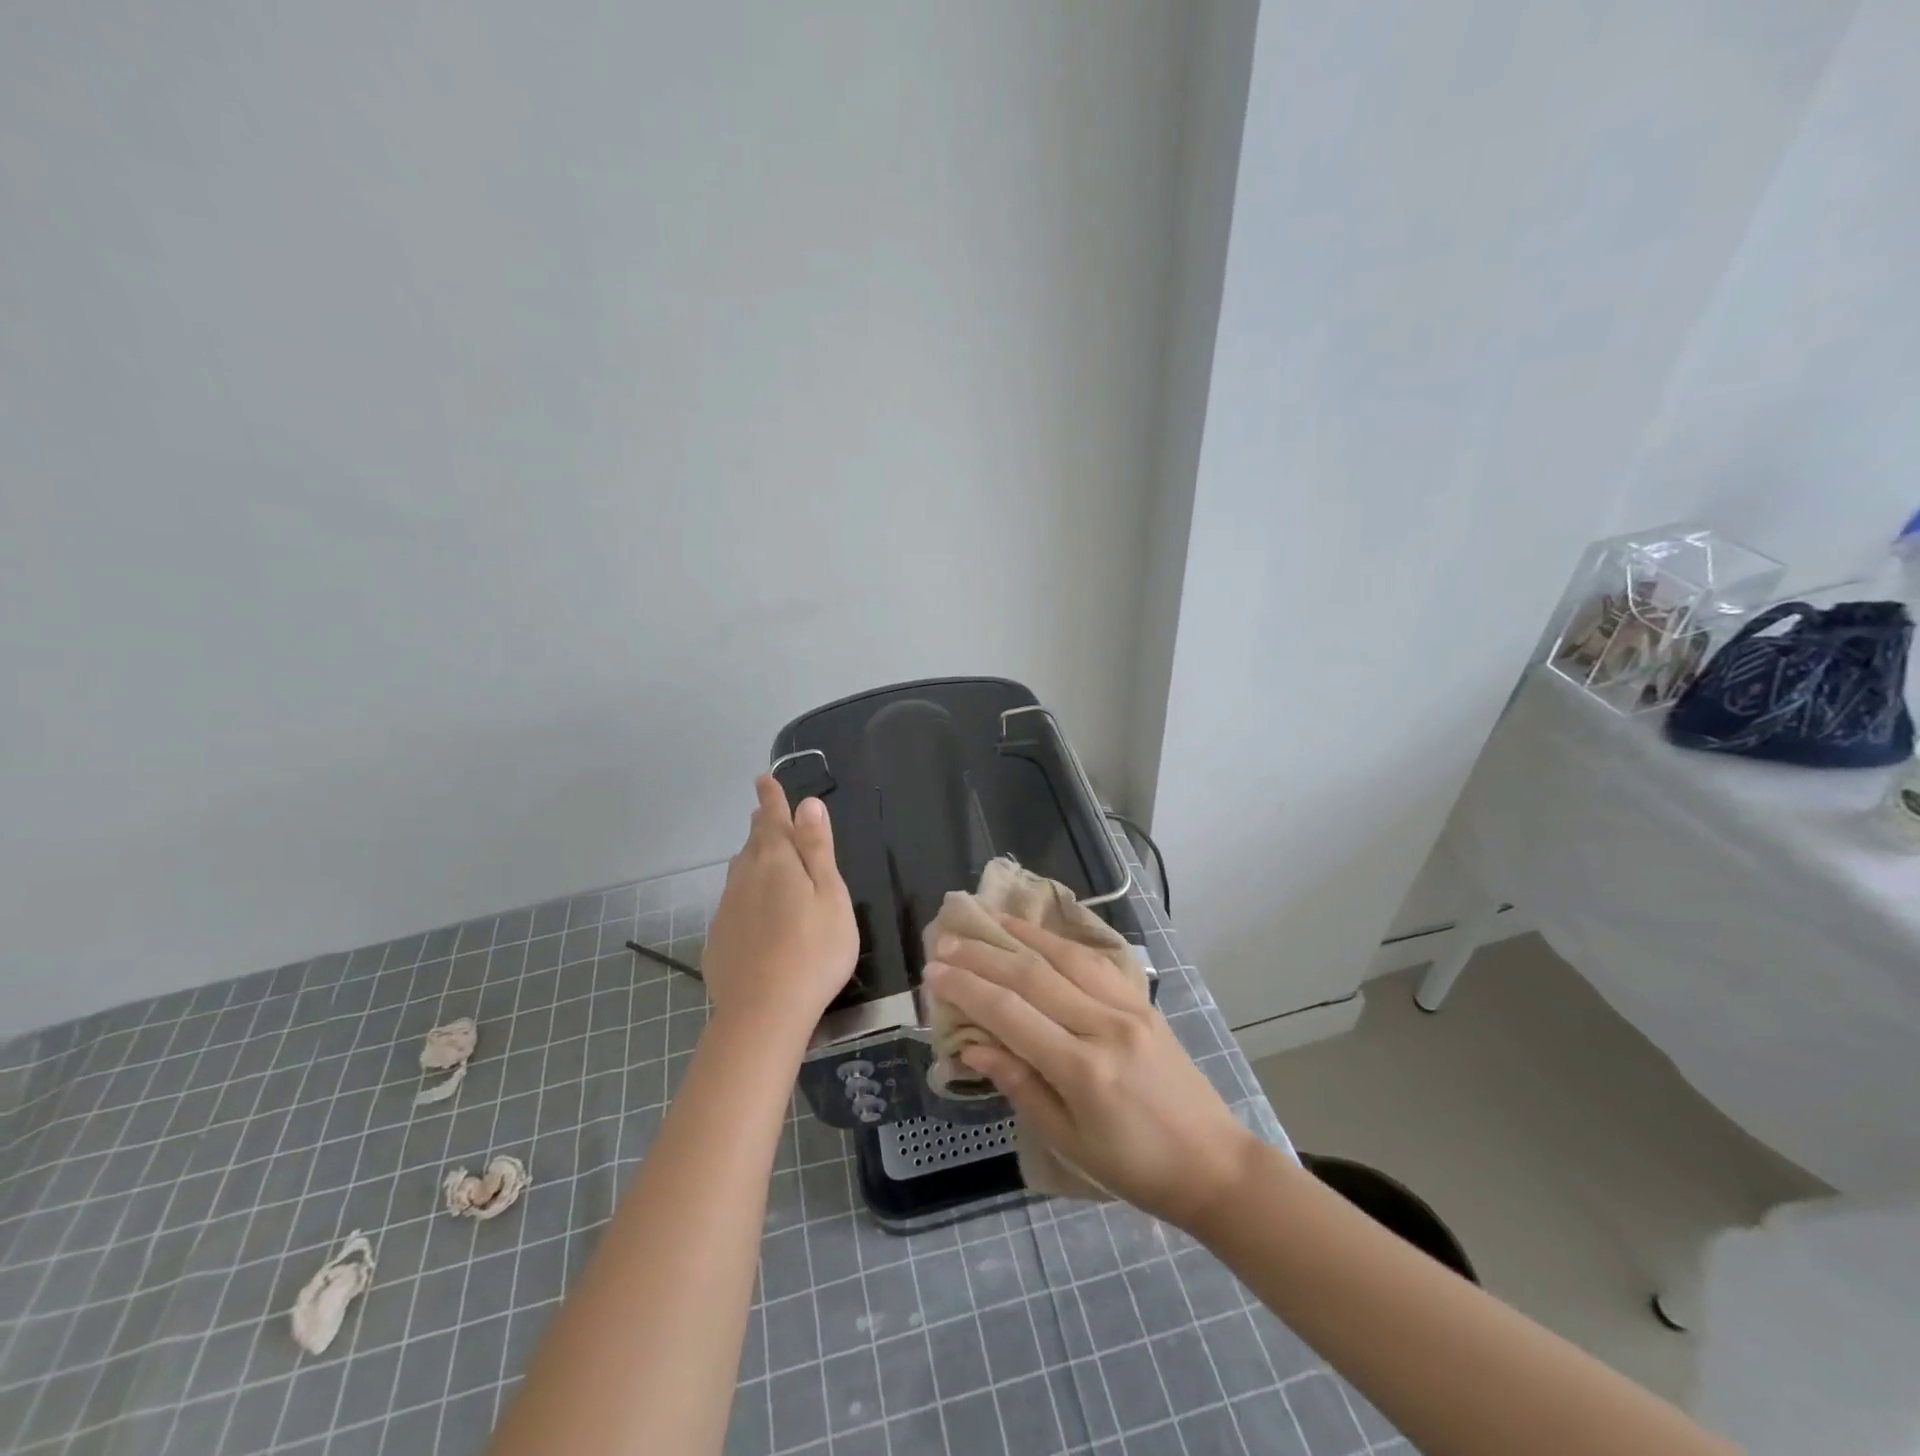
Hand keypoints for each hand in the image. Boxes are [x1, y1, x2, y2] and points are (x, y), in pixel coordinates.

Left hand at [701, 775, 856, 1045]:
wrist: (763, 1012)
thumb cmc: (814, 951)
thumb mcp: (830, 896)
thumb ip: (817, 849)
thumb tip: (808, 804)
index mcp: (776, 862)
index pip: (772, 819)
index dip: (771, 798)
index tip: (764, 778)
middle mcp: (745, 877)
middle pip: (753, 843)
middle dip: (761, 824)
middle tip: (765, 812)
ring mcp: (727, 908)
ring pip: (740, 871)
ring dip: (751, 856)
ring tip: (760, 851)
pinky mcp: (719, 937)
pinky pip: (733, 901)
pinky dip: (745, 891)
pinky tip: (753, 908)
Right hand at [922, 916, 1257, 1228]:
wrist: (1214, 1164)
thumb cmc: (1135, 1168)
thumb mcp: (1068, 1140)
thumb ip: (1019, 1085)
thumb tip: (972, 1044)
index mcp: (1083, 1069)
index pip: (1011, 1013)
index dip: (967, 988)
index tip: (933, 972)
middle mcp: (1104, 1026)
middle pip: (1033, 976)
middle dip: (983, 956)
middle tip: (945, 942)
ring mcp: (1128, 1007)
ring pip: (1064, 956)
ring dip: (1019, 935)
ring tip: (984, 920)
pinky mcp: (1142, 1001)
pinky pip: (1093, 961)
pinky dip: (1058, 943)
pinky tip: (1036, 934)